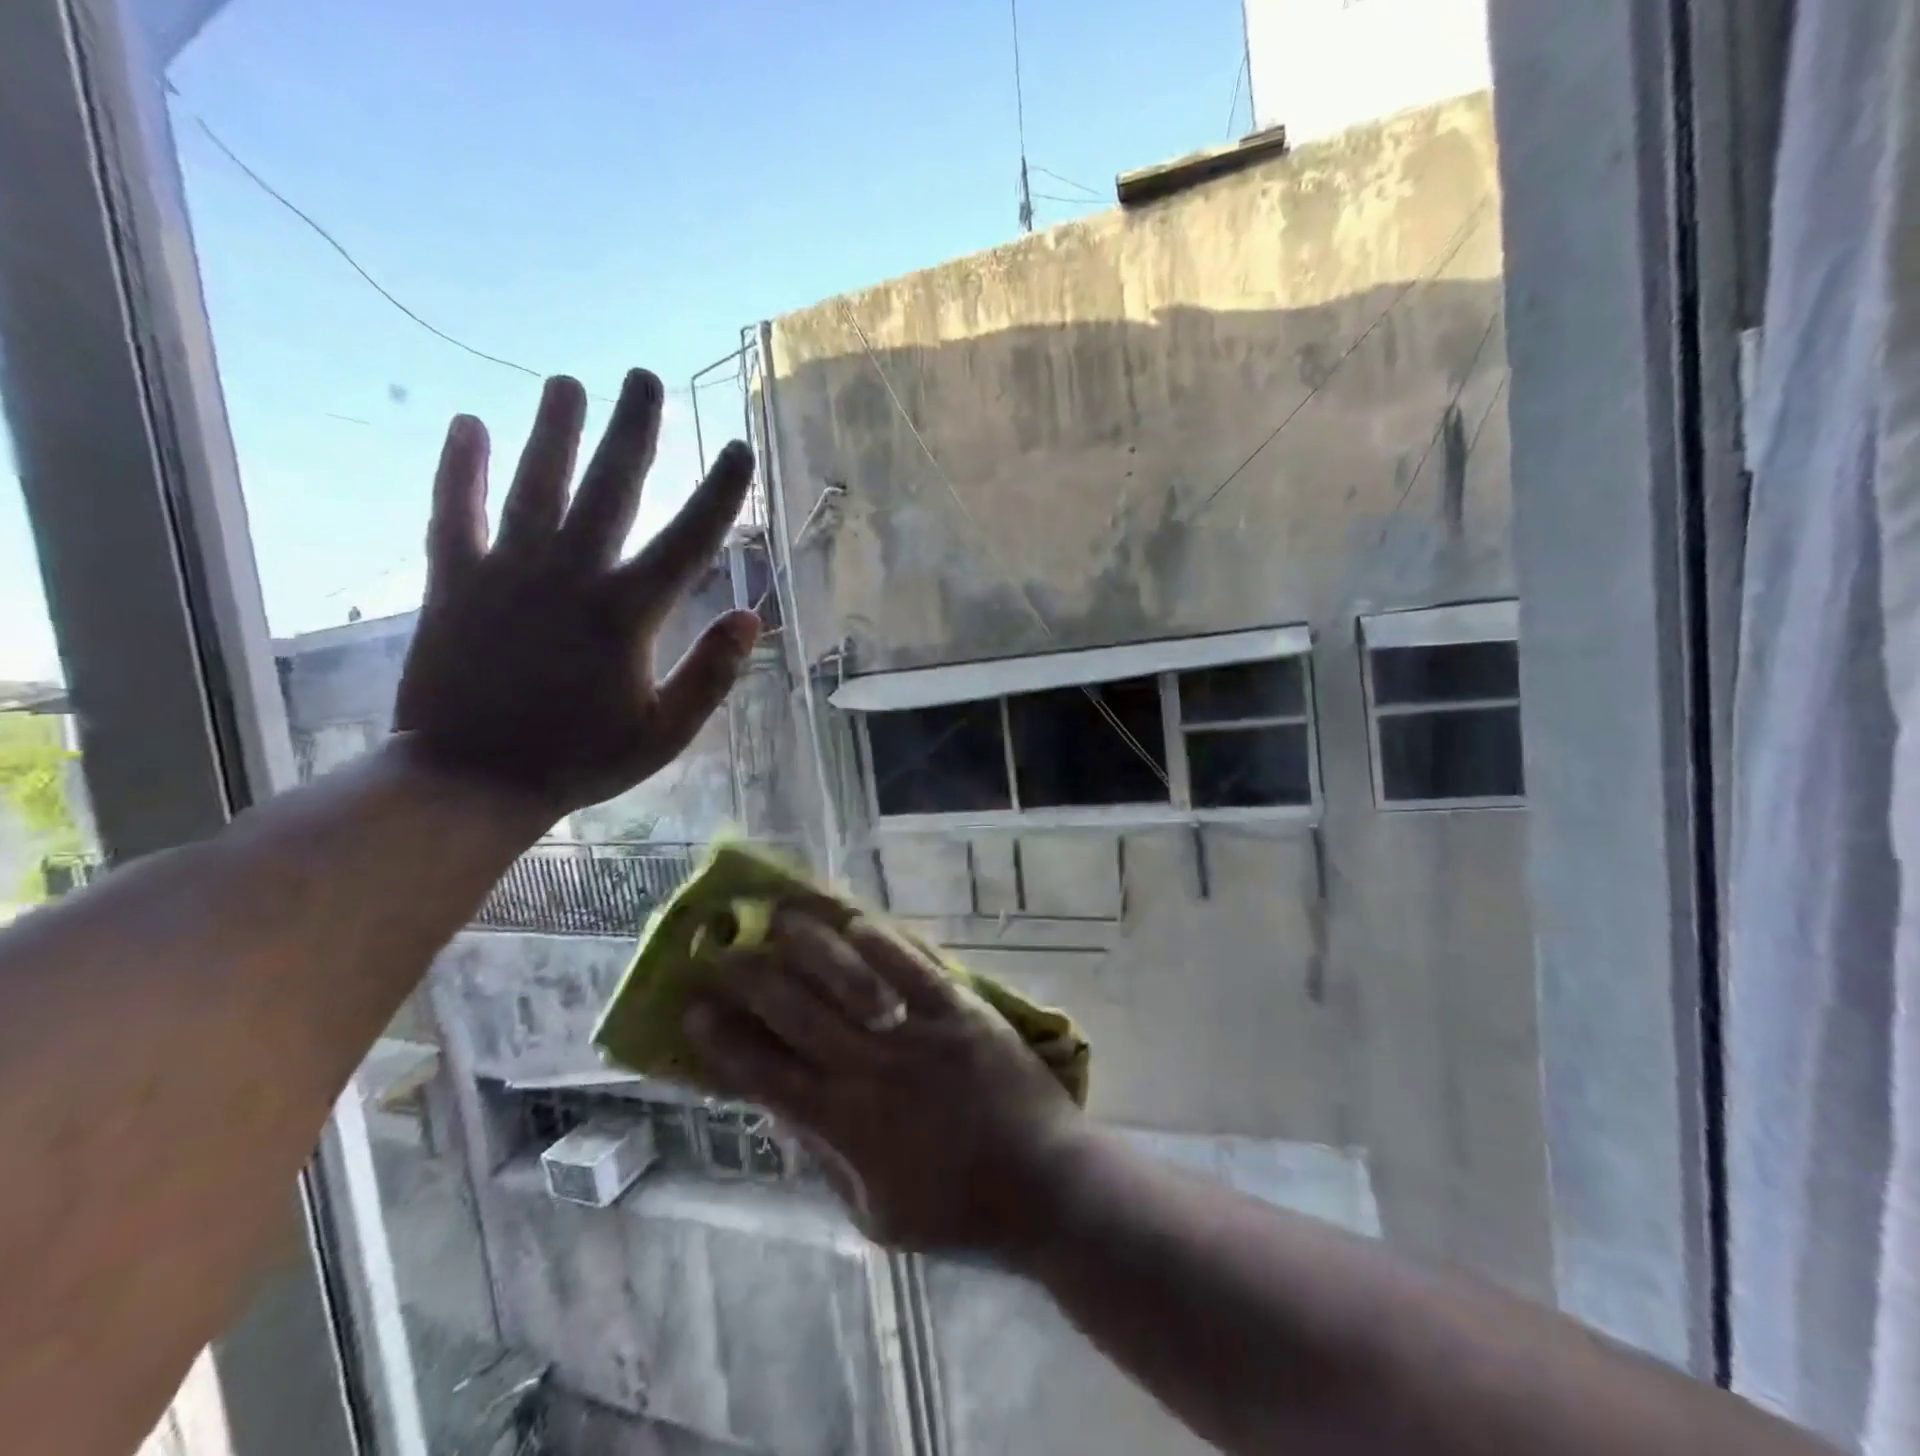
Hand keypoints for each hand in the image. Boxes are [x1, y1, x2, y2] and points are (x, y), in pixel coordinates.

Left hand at [394, 369, 758, 816]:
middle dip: (632, 431)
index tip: (739, 449)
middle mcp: (569, 578)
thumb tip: (752, 619)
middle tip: (644, 377)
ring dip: (553, 432)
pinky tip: (468, 425)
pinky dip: (459, 470)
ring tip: (566, 382)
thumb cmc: (578, 760)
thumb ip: (710, 675)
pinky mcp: (452, 584)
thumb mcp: (663, 734)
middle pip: (608, 489)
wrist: (470, 781)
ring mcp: (506, 575)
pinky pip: (453, 514)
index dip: (719, 493)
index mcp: (625, 616)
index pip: (687, 540)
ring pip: (534, 487)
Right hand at [683, 907, 1081, 1253]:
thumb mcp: (873, 1213)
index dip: (724, 1040)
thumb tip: (780, 1112)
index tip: (692, 1007)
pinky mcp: (961, 1010)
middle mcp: (871, 1071)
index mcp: (845, 1127)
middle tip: (720, 948)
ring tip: (778, 914)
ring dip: (809, 944)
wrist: (1044, 1187)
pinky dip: (883, 942)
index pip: (765, 1075)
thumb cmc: (958, 1211)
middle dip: (750, 978)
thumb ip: (824, 1160)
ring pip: (850, 979)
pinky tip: (855, 920)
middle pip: (795, 1014)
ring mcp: (918, 1034)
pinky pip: (914, 967)